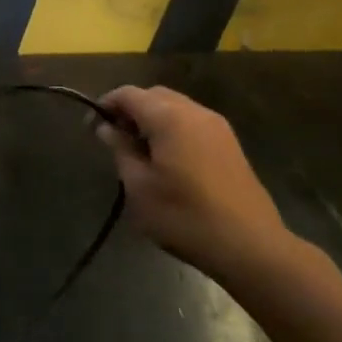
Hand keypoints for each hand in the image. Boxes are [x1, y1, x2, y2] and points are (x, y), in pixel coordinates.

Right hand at [96, 86, 287, 281]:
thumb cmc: (184, 217)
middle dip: (130, 109)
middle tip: (115, 138)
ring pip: (175, 107)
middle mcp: (195, 112)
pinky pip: (192, 122)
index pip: (128, 94)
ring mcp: (217, 126)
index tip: (91, 127)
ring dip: (153, 119)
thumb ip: (121, 150)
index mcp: (169, 117)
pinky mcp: (230, 144)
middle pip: (153, 95)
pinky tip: (168, 159)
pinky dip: (173, 129)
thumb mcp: (139, 187)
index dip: (106, 105)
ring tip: (139, 150)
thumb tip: (108, 128)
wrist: (251, 246)